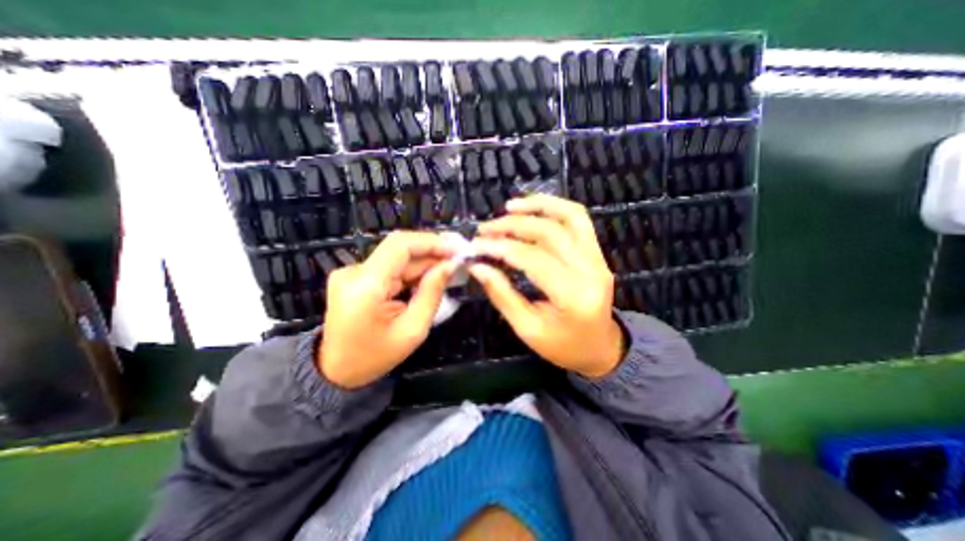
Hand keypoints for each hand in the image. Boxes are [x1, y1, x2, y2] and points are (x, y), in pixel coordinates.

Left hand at [320, 230, 458, 385]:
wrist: (336, 371)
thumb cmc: (375, 357)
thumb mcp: (412, 330)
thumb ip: (432, 293)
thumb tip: (449, 265)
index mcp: (365, 285)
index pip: (400, 245)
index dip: (431, 242)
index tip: (456, 250)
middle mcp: (354, 271)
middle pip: (400, 250)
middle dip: (432, 254)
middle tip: (457, 262)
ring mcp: (352, 273)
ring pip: (397, 259)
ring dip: (424, 264)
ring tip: (447, 273)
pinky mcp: (355, 277)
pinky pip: (390, 268)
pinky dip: (411, 272)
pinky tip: (427, 281)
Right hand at [469, 194, 625, 378]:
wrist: (600, 348)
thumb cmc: (563, 347)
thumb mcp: (527, 329)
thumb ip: (502, 294)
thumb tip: (477, 266)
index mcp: (573, 296)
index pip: (532, 258)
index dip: (501, 248)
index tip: (476, 246)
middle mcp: (591, 270)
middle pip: (550, 233)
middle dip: (512, 226)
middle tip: (485, 229)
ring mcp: (598, 258)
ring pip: (570, 217)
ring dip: (538, 206)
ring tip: (509, 207)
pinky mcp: (597, 253)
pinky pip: (579, 221)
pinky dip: (555, 208)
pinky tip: (534, 209)